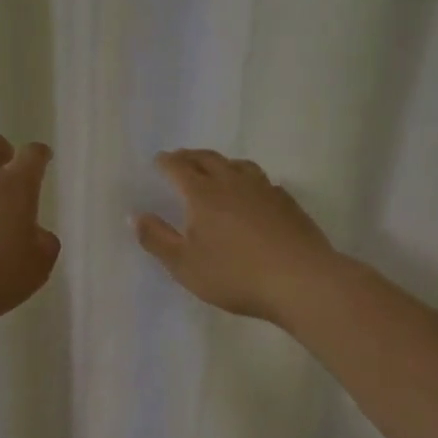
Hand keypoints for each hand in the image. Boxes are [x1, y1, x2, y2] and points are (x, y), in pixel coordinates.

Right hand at [135, 149, 338, 323]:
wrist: (301, 281)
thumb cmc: (234, 274)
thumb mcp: (184, 264)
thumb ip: (156, 238)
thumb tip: (135, 215)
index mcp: (202, 194)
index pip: (179, 168)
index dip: (166, 162)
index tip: (158, 160)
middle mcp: (231, 183)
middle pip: (207, 159)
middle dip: (190, 156)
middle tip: (180, 158)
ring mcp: (263, 190)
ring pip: (238, 165)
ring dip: (221, 162)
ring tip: (215, 168)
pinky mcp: (287, 203)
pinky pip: (262, 181)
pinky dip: (248, 179)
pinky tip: (252, 193)